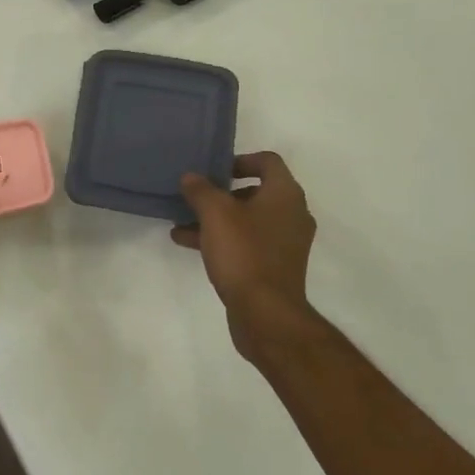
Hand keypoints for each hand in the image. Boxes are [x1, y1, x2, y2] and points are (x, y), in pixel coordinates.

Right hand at [173, 152, 317, 358]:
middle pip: (256, 191)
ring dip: (217, 219)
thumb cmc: (244, 253)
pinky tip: (189, 244)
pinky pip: (247, 242)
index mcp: (285, 194)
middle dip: (222, 193)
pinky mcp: (276, 267)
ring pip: (247, 220)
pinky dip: (223, 239)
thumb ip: (201, 190)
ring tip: (182, 223)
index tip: (215, 170)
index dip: (240, 160)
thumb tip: (191, 177)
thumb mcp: (215, 214)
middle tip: (196, 196)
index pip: (267, 161)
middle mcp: (292, 214)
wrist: (266, 314)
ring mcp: (286, 243)